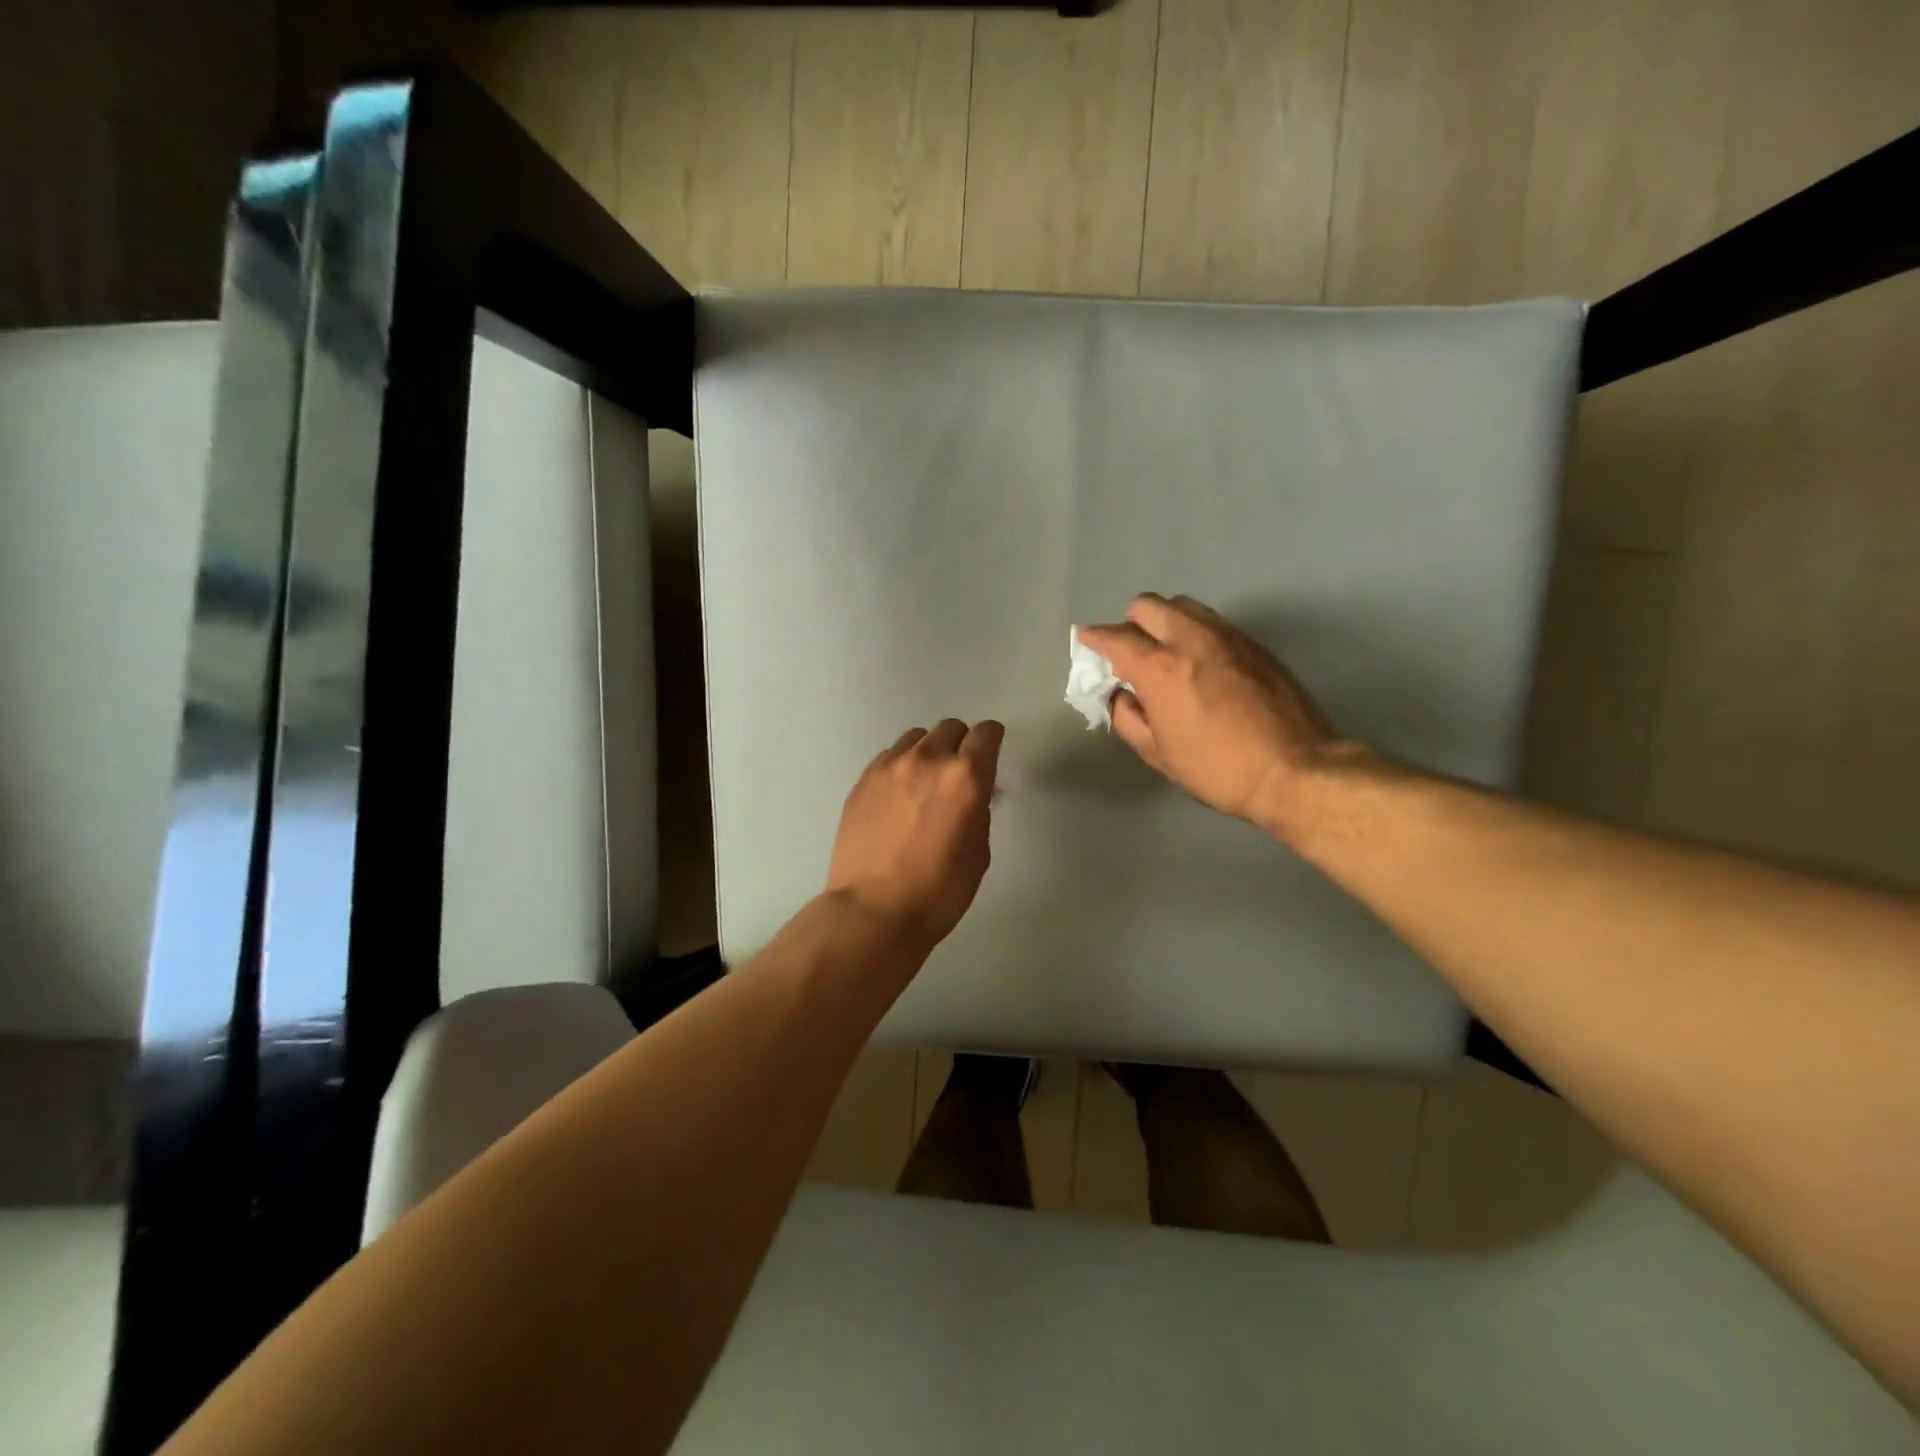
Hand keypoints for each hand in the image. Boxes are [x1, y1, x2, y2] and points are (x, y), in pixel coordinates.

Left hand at [827, 718, 1003, 949]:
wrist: (873, 911)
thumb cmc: (938, 892)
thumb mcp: (978, 852)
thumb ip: (978, 810)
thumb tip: (971, 796)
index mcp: (965, 777)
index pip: (986, 734)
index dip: (992, 740)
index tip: (991, 752)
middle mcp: (927, 760)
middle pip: (950, 728)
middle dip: (960, 744)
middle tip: (958, 773)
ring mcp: (889, 767)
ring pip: (916, 738)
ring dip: (928, 752)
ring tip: (924, 782)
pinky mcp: (862, 780)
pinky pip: (889, 757)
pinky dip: (901, 767)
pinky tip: (898, 796)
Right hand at [1076, 594, 1356, 843]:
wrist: (1295, 769)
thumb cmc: (1218, 768)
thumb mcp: (1159, 754)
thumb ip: (1128, 718)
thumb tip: (1121, 695)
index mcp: (1161, 668)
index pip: (1115, 638)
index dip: (1094, 638)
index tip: (1086, 640)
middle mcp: (1191, 639)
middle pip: (1148, 605)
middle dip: (1130, 623)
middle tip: (1131, 652)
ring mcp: (1227, 636)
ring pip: (1183, 605)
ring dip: (1164, 621)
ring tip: (1166, 651)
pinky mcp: (1254, 643)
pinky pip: (1212, 621)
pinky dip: (1194, 631)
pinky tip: (1200, 662)